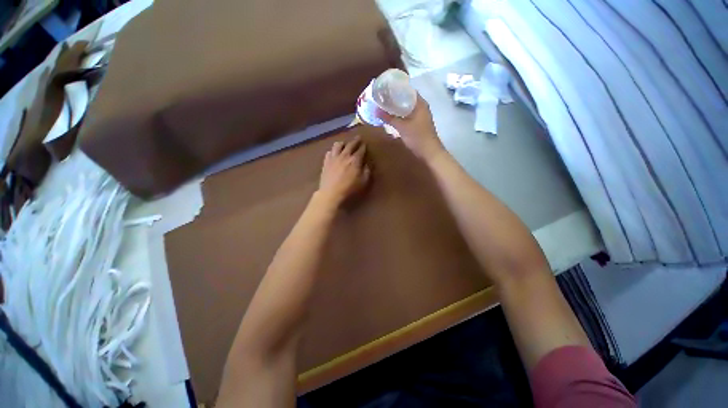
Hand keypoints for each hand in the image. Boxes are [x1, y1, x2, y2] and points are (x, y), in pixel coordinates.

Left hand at [318, 137, 370, 205]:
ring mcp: (334, 157)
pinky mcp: (326, 161)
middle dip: (355, 141)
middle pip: (350, 144)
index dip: (363, 146)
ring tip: (344, 144)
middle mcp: (344, 155)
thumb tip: (366, 164)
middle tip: (358, 138)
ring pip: (338, 145)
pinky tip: (334, 153)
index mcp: (355, 160)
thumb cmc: (349, 188)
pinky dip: (333, 151)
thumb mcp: (363, 182)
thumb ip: (367, 171)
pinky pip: (329, 152)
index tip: (365, 144)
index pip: (361, 150)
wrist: (331, 192)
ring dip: (343, 143)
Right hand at [375, 94, 445, 162]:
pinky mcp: (419, 123)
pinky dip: (400, 115)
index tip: (385, 89)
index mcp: (420, 103)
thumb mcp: (402, 127)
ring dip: (397, 107)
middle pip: (407, 98)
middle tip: (382, 98)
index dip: (396, 88)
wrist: (429, 152)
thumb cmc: (417, 137)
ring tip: (385, 106)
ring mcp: (421, 115)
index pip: (407, 90)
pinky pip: (408, 115)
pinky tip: (392, 117)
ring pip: (407, 107)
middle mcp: (421, 106)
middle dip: (395, 98)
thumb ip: (389, 118)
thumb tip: (376, 110)